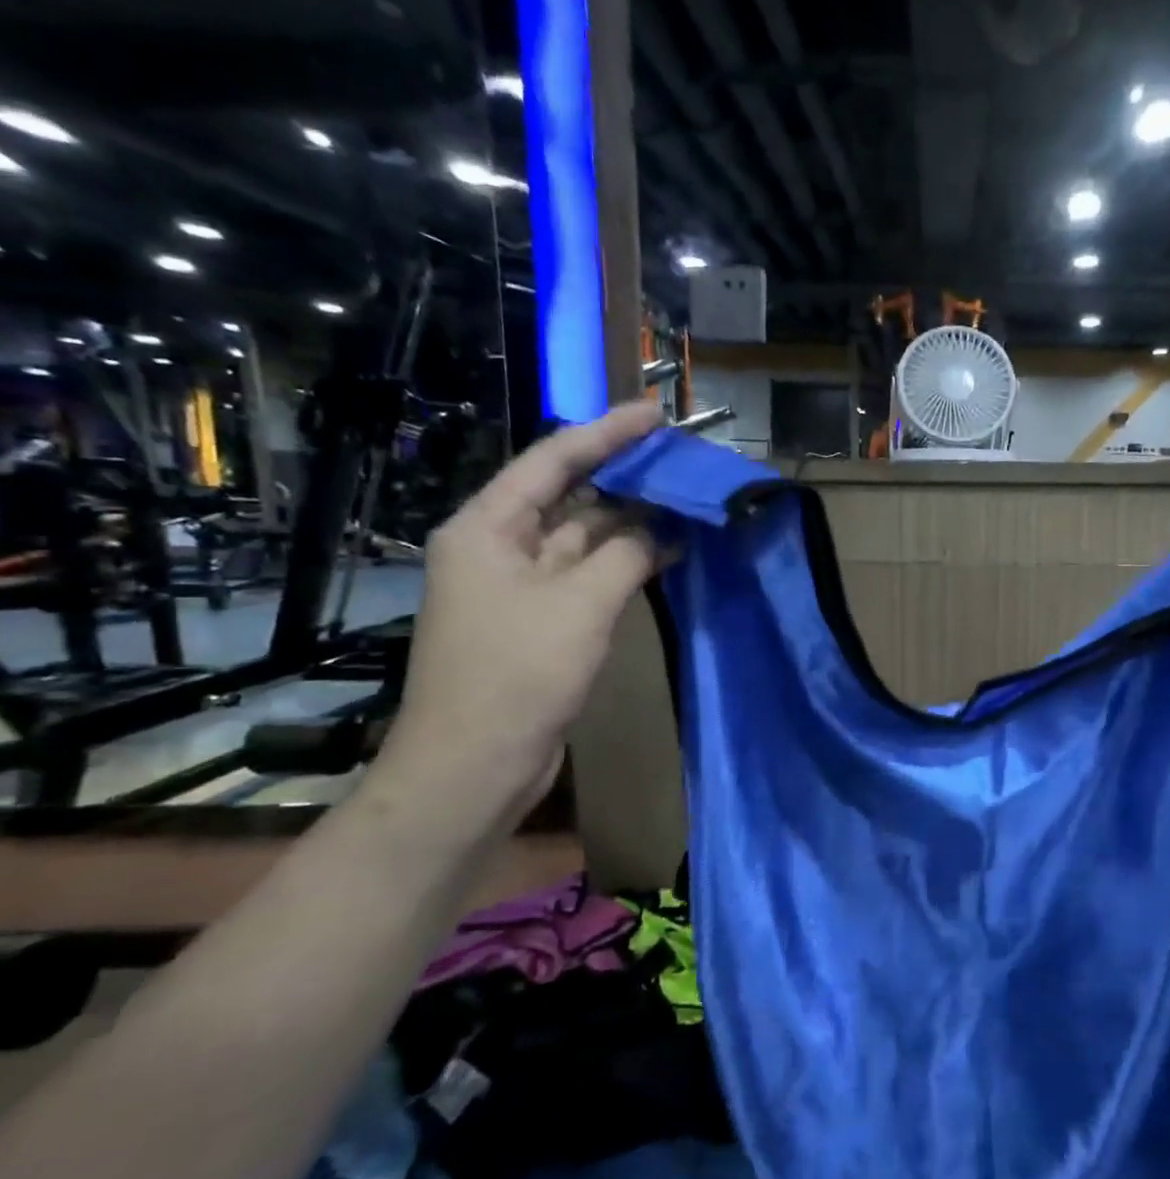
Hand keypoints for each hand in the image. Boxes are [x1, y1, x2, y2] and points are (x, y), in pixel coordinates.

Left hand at [379, 401, 665, 819]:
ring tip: (685, 501)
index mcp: (487, 528)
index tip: (654, 414)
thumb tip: (662, 529)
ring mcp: (520, 586)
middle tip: (680, 459)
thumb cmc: (517, 674)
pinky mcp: (541, 620)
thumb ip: (626, 554)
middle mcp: (499, 547)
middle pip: (569, 496)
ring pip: (584, 538)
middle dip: (624, 477)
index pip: (553, 461)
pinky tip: (668, 553)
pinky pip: (589, 574)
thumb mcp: (580, 604)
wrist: (475, 765)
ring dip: (632, 523)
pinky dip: (626, 563)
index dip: (606, 433)